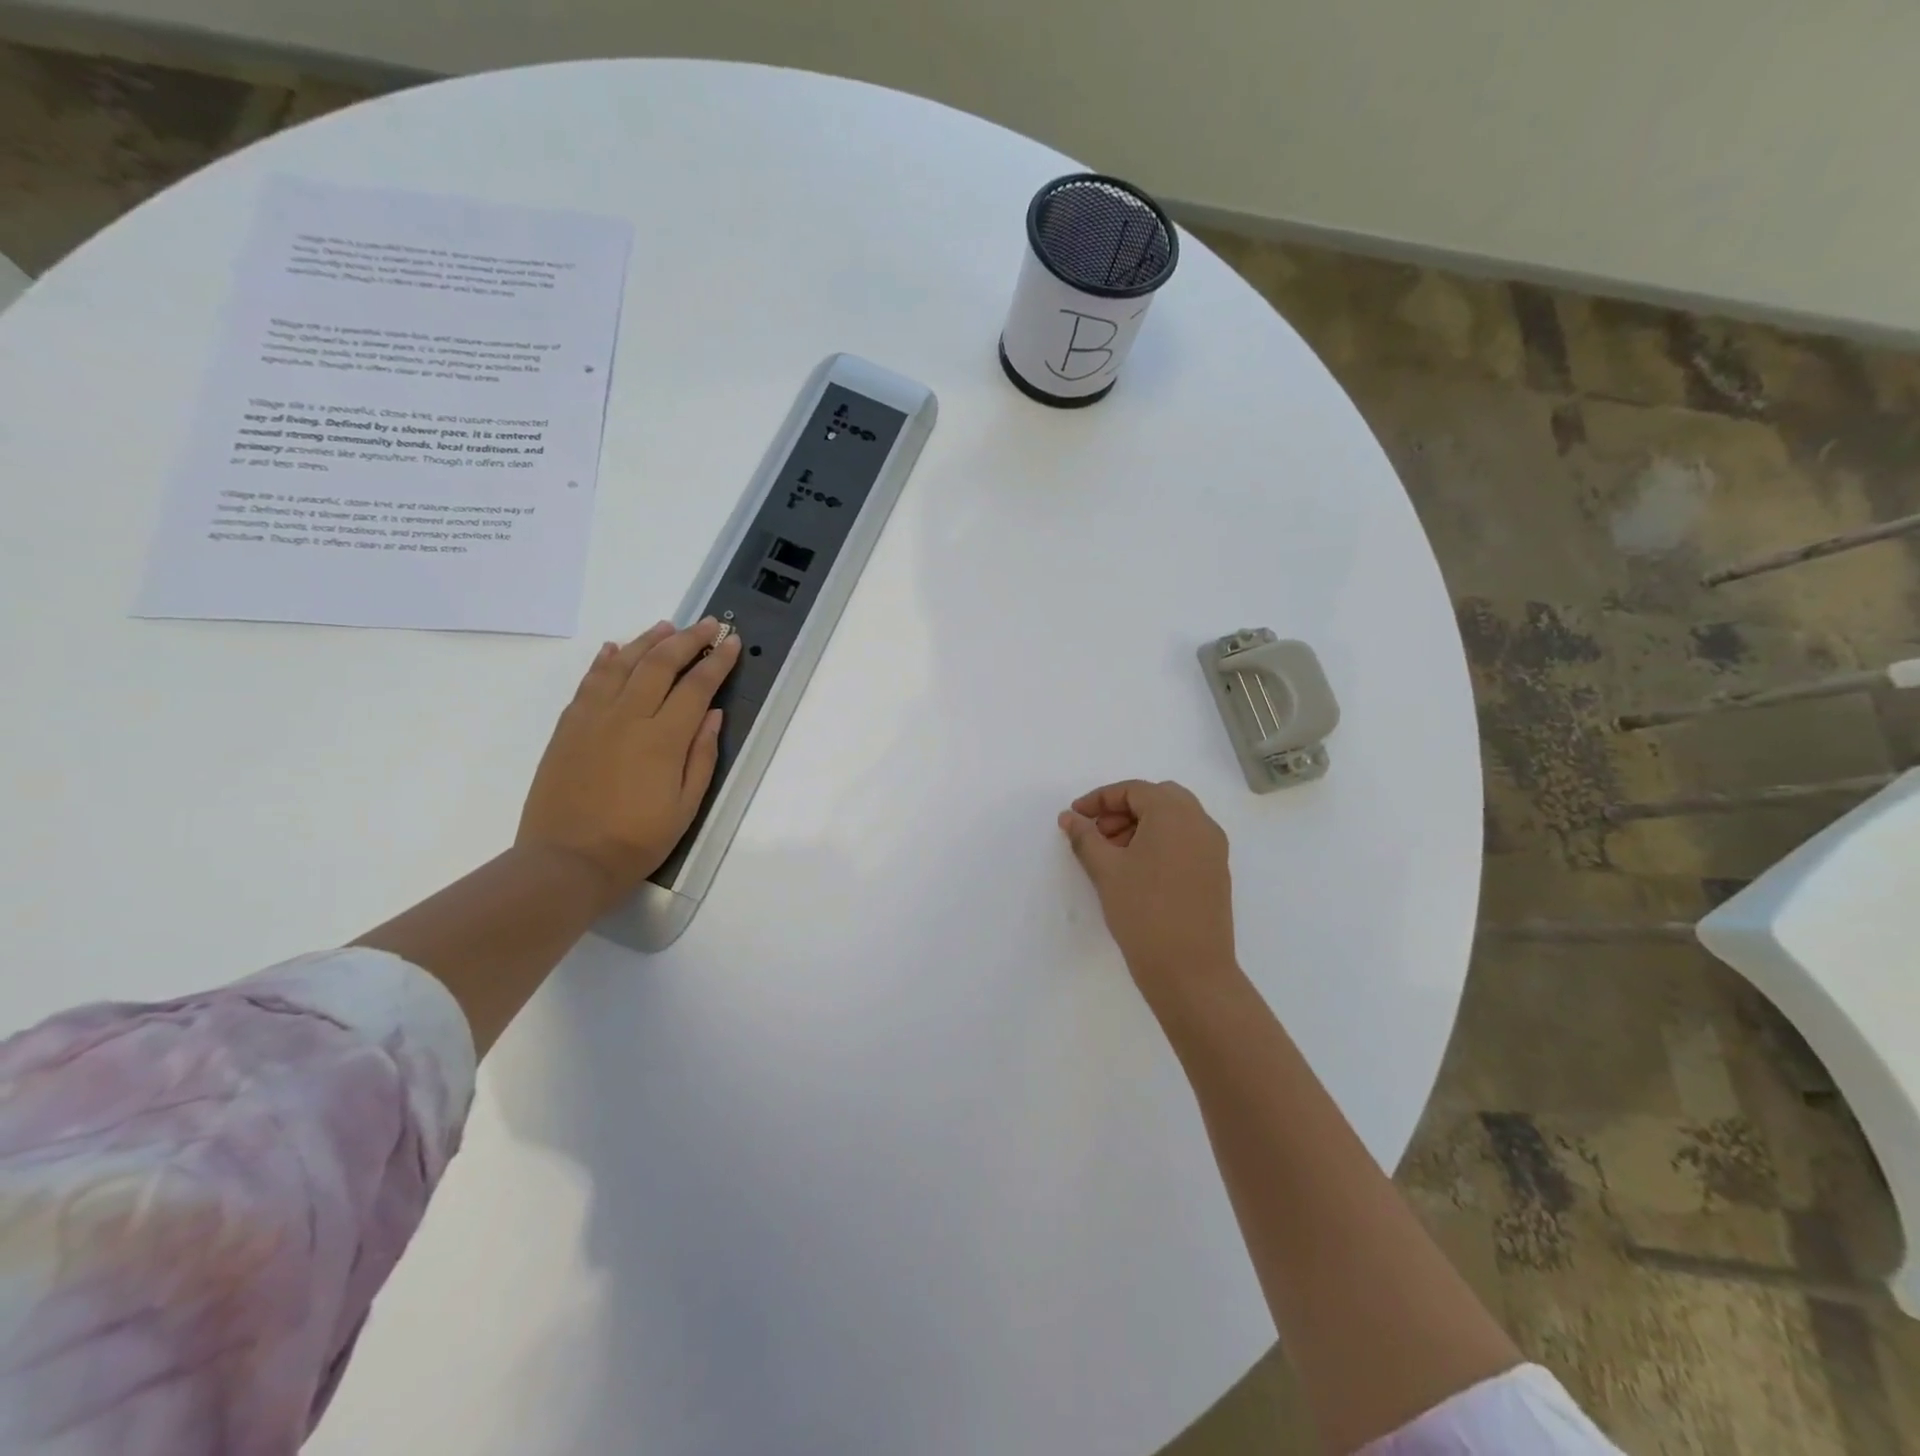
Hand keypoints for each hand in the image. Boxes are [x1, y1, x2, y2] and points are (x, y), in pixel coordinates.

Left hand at [517, 619, 740, 909]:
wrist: (566, 860)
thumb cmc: (636, 840)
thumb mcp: (686, 806)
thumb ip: (701, 756)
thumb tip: (713, 715)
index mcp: (663, 739)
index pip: (697, 687)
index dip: (717, 662)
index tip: (731, 642)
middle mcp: (628, 717)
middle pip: (660, 664)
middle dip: (688, 640)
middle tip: (708, 624)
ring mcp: (592, 718)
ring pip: (622, 664)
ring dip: (647, 641)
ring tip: (667, 627)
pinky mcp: (568, 727)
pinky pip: (589, 682)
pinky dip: (605, 661)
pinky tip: (615, 650)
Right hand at [1059, 780, 1237, 1010]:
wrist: (1191, 971)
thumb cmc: (1144, 912)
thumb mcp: (1106, 870)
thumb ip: (1085, 837)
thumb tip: (1070, 817)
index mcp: (1175, 814)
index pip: (1134, 790)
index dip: (1100, 799)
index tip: (1075, 817)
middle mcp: (1201, 823)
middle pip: (1158, 799)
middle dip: (1123, 810)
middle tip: (1097, 834)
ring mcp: (1213, 849)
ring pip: (1174, 820)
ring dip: (1141, 826)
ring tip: (1112, 855)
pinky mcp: (1216, 873)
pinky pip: (1185, 842)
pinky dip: (1160, 843)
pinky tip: (1137, 871)